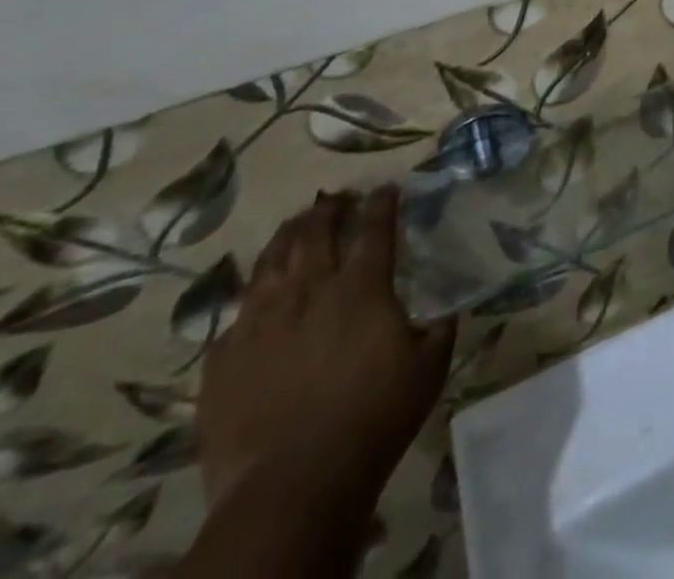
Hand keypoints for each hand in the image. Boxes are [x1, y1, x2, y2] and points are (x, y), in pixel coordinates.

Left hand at [199, 187, 454, 509]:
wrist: (292, 485)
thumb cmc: (374, 418)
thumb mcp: (428, 368)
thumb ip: (440, 329)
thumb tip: (449, 309)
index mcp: (362, 287)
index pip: (375, 227)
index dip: (382, 202)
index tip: (387, 188)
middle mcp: (309, 290)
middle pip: (315, 231)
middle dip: (328, 208)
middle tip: (336, 199)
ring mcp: (260, 322)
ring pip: (270, 262)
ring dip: (286, 237)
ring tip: (294, 226)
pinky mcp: (224, 359)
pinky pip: (236, 315)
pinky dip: (252, 299)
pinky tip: (256, 302)